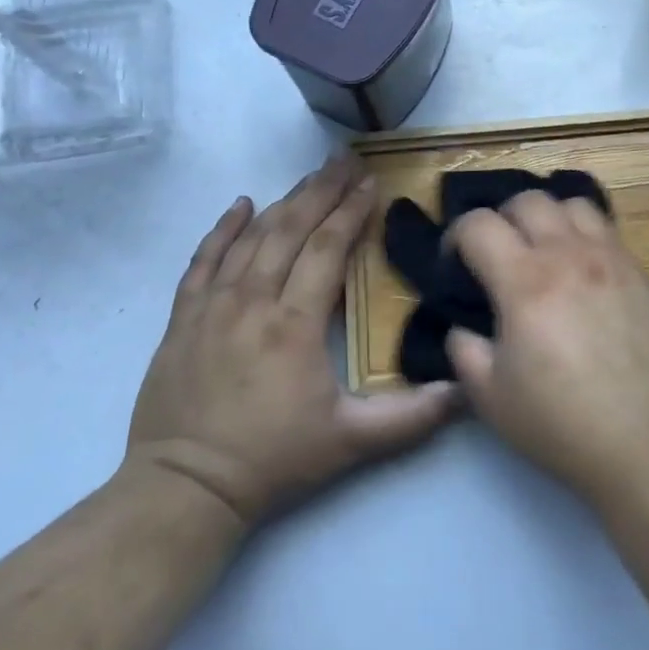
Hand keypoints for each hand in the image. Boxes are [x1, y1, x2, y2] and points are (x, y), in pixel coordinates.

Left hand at [128, 157, 456, 527]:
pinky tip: (241, 205)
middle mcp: (253, 302)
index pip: (327, 249)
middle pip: (291, 230)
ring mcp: (212, 307)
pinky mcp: (182, 319)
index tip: (371, 183)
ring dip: (284, 202)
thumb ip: (411, 417)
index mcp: (294, 324)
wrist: (182, 489)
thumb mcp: (350, 442)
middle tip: (345, 160)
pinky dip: (222, 229)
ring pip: (252, 238)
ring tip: (310, 176)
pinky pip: (203, 261)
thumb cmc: (272, 460)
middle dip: (322, 191)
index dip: (351, 212)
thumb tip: (465, 390)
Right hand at [444, 193, 648, 503]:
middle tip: (499, 255)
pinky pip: (607, 229)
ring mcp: (611, 258)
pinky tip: (582, 270)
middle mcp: (568, 255)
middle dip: (502, 219)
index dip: (456, 236)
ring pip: (572, 203)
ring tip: (544, 250)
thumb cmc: (562, 424)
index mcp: (525, 282)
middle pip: (527, 199)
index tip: (455, 263)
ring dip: (548, 217)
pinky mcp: (640, 271)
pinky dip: (584, 234)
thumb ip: (464, 351)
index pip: (479, 224)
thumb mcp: (491, 398)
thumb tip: (463, 326)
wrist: (648, 442)